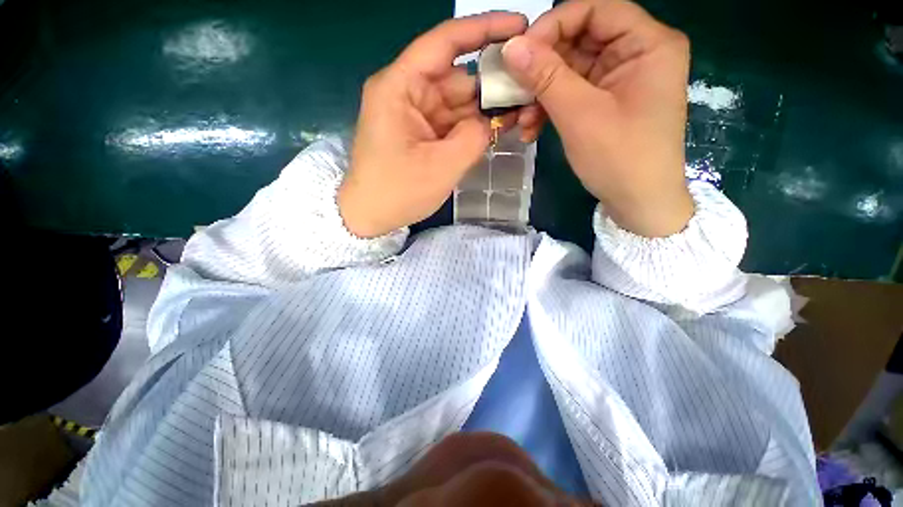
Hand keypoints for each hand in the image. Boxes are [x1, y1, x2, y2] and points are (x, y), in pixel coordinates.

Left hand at [338, 13, 527, 237]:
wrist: (370, 216)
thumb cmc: (397, 193)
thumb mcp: (441, 167)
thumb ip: (473, 138)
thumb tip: (491, 121)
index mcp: (400, 87)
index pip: (444, 43)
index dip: (483, 29)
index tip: (519, 26)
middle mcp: (406, 93)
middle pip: (457, 77)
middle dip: (492, 84)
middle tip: (528, 91)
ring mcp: (414, 114)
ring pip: (457, 102)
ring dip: (485, 109)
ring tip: (520, 112)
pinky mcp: (421, 133)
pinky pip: (451, 122)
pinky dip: (472, 126)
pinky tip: (496, 128)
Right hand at [502, 0, 693, 236]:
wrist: (638, 203)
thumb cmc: (619, 158)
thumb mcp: (580, 115)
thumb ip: (546, 77)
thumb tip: (510, 47)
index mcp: (647, 44)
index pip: (594, 10)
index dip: (553, 26)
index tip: (519, 54)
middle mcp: (636, 54)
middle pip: (579, 42)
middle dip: (542, 70)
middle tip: (513, 92)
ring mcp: (620, 80)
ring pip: (570, 71)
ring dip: (541, 95)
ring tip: (522, 122)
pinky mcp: (606, 103)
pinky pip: (572, 94)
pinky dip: (550, 109)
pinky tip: (532, 129)